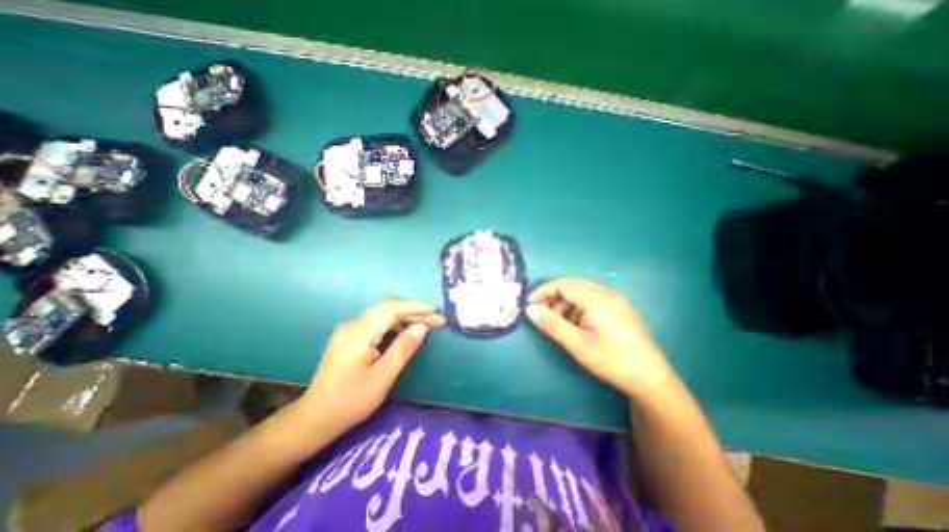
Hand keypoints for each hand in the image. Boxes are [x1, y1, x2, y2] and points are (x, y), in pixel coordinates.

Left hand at [299, 298, 445, 433]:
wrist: (314, 419)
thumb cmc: (349, 401)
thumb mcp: (382, 377)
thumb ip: (403, 348)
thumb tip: (422, 327)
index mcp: (358, 332)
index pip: (391, 308)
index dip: (415, 307)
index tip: (436, 311)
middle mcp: (353, 324)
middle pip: (388, 308)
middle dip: (414, 311)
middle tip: (436, 321)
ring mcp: (350, 330)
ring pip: (383, 314)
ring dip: (406, 317)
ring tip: (427, 325)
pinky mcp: (351, 337)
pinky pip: (377, 323)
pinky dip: (396, 324)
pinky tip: (407, 332)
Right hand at [526, 278, 674, 399]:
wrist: (650, 379)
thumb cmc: (612, 361)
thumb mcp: (578, 344)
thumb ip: (552, 324)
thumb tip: (530, 309)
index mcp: (599, 299)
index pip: (564, 284)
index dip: (544, 291)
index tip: (529, 304)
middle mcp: (608, 293)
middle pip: (572, 285)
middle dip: (553, 297)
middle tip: (541, 313)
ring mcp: (615, 300)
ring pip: (581, 292)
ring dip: (565, 303)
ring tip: (559, 323)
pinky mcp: (619, 308)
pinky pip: (591, 299)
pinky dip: (577, 308)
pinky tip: (576, 325)